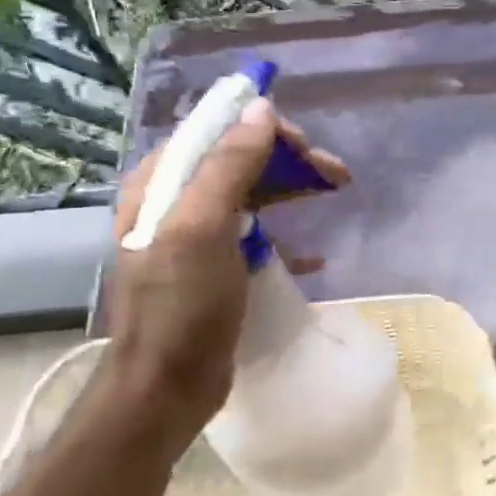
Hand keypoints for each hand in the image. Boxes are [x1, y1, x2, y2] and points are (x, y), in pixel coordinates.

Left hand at [100, 100, 347, 448]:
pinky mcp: (215, 266)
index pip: (215, 131)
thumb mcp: (201, 229)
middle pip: (237, 159)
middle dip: (286, 160)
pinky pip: (255, 232)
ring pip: (250, 193)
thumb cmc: (181, 307)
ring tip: (334, 193)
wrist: (166, 387)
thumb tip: (259, 108)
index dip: (262, 129)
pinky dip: (285, 232)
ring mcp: (195, 236)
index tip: (307, 149)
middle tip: (335, 175)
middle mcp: (174, 202)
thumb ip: (229, 166)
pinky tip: (314, 250)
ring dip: (291, 188)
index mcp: (160, 184)